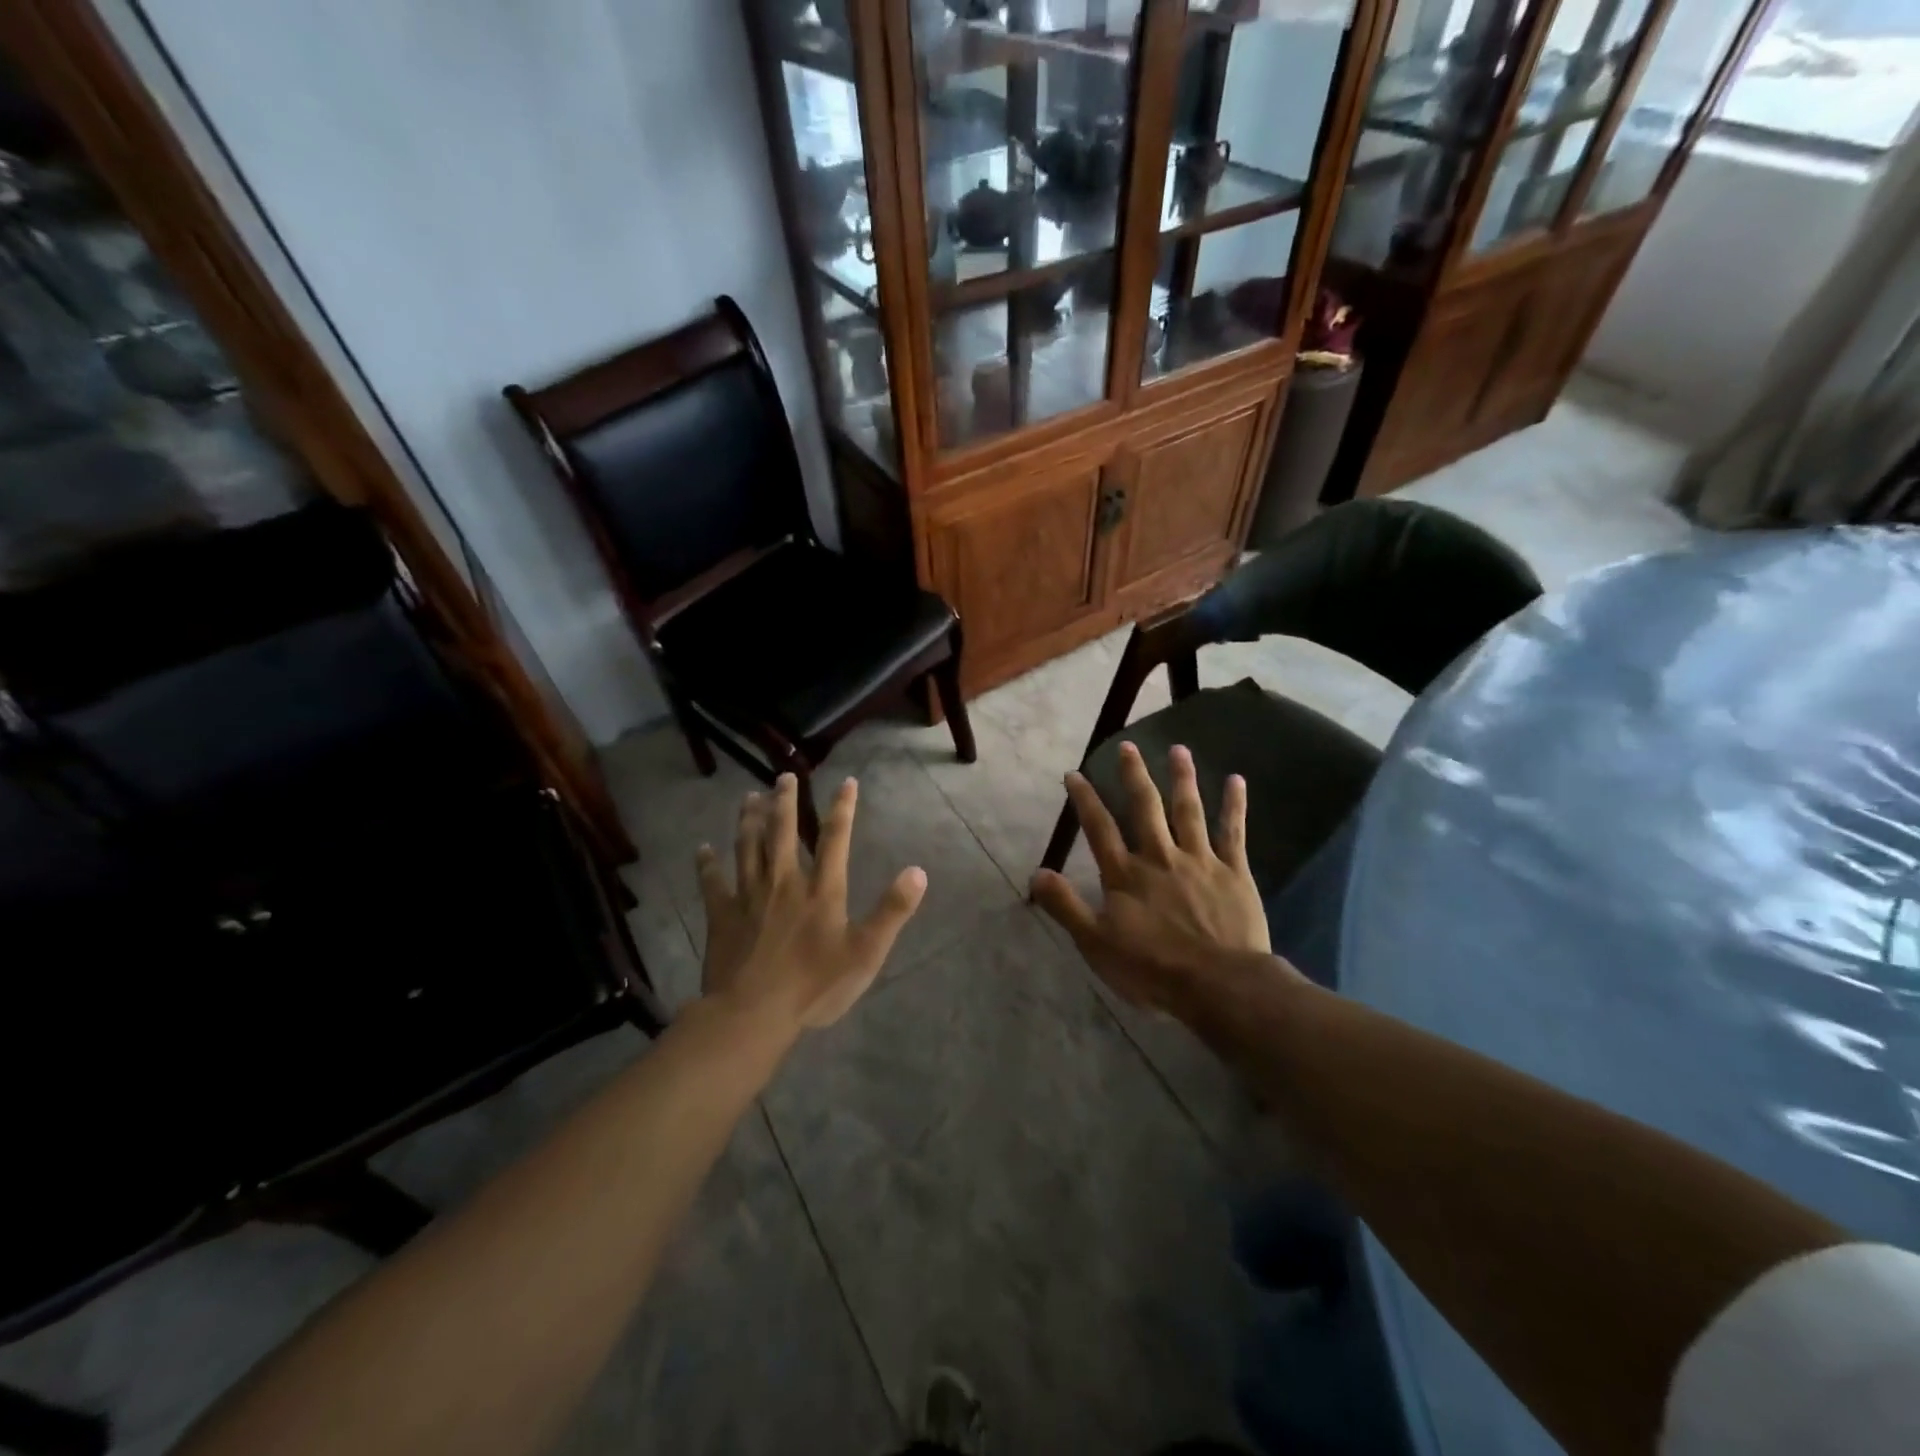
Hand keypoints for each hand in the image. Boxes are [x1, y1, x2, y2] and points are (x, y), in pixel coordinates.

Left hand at [695, 773, 926, 1036]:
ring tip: (749, 797)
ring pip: (748, 847)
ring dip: (748, 819)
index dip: (842, 808)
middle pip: (782, 831)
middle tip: (783, 776)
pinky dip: (706, 864)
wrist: (752, 1014)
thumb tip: (918, 871)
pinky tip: (702, 849)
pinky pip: (712, 882)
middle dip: (785, 801)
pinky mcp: (722, 915)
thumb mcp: (866, 952)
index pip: (835, 838)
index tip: (846, 782)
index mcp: (821, 889)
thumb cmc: (814, 985)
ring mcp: (749, 896)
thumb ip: (892, 911)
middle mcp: (784, 881)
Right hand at [1030, 742, 1273, 1016]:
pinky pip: (1232, 832)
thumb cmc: (1152, 969)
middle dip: (1134, 775)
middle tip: (1129, 746)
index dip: (1085, 799)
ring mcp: (1199, 860)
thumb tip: (1036, 873)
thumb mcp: (1096, 944)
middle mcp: (1160, 857)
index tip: (1074, 773)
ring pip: (1188, 810)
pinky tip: (1236, 781)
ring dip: (1182, 778)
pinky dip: (1234, 806)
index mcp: (1125, 874)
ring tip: (1179, 749)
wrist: (1218, 985)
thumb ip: (1066, 906)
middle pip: (1145, 808)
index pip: (1099, 828)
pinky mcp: (1233, 872)